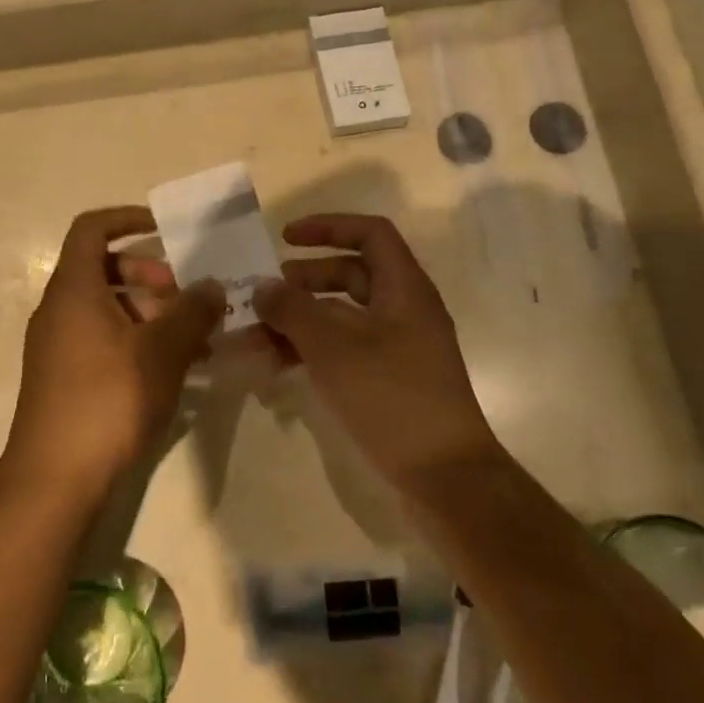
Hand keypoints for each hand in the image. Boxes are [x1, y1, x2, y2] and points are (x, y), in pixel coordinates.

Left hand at [5, 207, 224, 497]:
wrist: (54, 477)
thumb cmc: (108, 399)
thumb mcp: (162, 351)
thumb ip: (192, 311)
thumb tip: (212, 285)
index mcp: (74, 289)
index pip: (92, 229)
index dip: (128, 219)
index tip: (166, 230)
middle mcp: (58, 309)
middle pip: (104, 269)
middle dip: (150, 275)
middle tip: (187, 297)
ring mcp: (56, 345)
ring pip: (107, 308)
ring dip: (150, 313)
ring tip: (193, 339)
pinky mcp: (62, 377)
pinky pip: (101, 339)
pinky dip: (135, 341)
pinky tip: (171, 370)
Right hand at [254, 214, 498, 490]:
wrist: (445, 475)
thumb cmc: (392, 397)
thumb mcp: (334, 347)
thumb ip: (293, 310)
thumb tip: (263, 287)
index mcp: (404, 289)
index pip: (370, 234)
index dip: (328, 227)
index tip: (285, 238)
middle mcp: (404, 310)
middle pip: (351, 275)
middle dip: (304, 279)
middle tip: (265, 294)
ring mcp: (397, 347)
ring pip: (342, 316)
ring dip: (300, 321)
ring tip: (257, 336)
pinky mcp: (388, 379)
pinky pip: (344, 349)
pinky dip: (312, 350)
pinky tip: (278, 366)